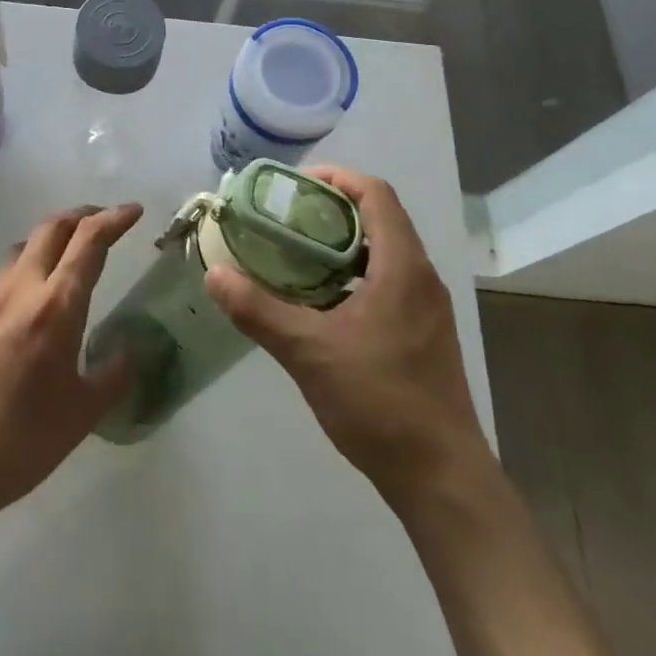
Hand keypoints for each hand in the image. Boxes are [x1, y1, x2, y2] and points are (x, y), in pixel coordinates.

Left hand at [0, 203, 141, 511]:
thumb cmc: (22, 440)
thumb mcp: (83, 414)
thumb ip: (113, 376)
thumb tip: (132, 352)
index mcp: (56, 306)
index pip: (89, 242)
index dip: (114, 219)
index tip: (134, 211)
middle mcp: (22, 288)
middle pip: (52, 228)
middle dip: (82, 215)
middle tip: (104, 222)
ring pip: (24, 245)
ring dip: (51, 237)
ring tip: (69, 255)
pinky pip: (5, 273)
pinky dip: (29, 264)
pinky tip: (34, 297)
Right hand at [203, 167, 489, 505]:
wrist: (442, 478)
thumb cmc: (380, 402)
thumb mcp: (310, 352)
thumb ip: (259, 310)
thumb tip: (214, 275)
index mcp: (402, 266)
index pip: (376, 194)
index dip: (337, 178)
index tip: (295, 186)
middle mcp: (421, 276)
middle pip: (380, 218)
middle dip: (332, 210)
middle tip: (285, 218)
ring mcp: (427, 307)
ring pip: (384, 252)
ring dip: (343, 244)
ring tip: (295, 254)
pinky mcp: (424, 333)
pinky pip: (388, 280)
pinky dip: (354, 274)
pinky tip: (321, 302)